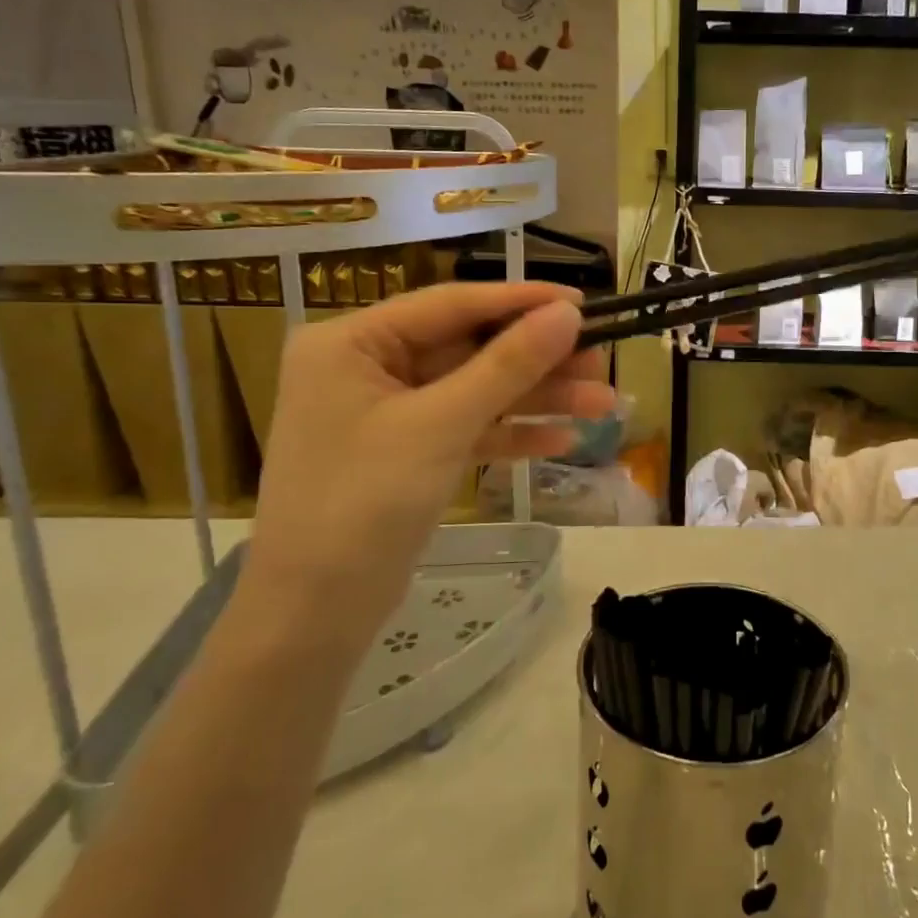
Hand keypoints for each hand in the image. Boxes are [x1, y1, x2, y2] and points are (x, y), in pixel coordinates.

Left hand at [246, 282, 611, 636]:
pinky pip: (467, 429)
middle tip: (602, 363)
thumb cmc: (363, 504)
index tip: (584, 302)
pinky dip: (511, 434)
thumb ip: (507, 365)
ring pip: (475, 391)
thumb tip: (569, 314)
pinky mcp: (407, 453)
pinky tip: (564, 440)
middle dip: (538, 362)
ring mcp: (388, 413)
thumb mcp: (440, 426)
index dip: (521, 302)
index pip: (450, 304)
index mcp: (352, 342)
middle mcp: (367, 367)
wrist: (313, 615)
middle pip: (469, 349)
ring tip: (604, 405)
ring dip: (537, 399)